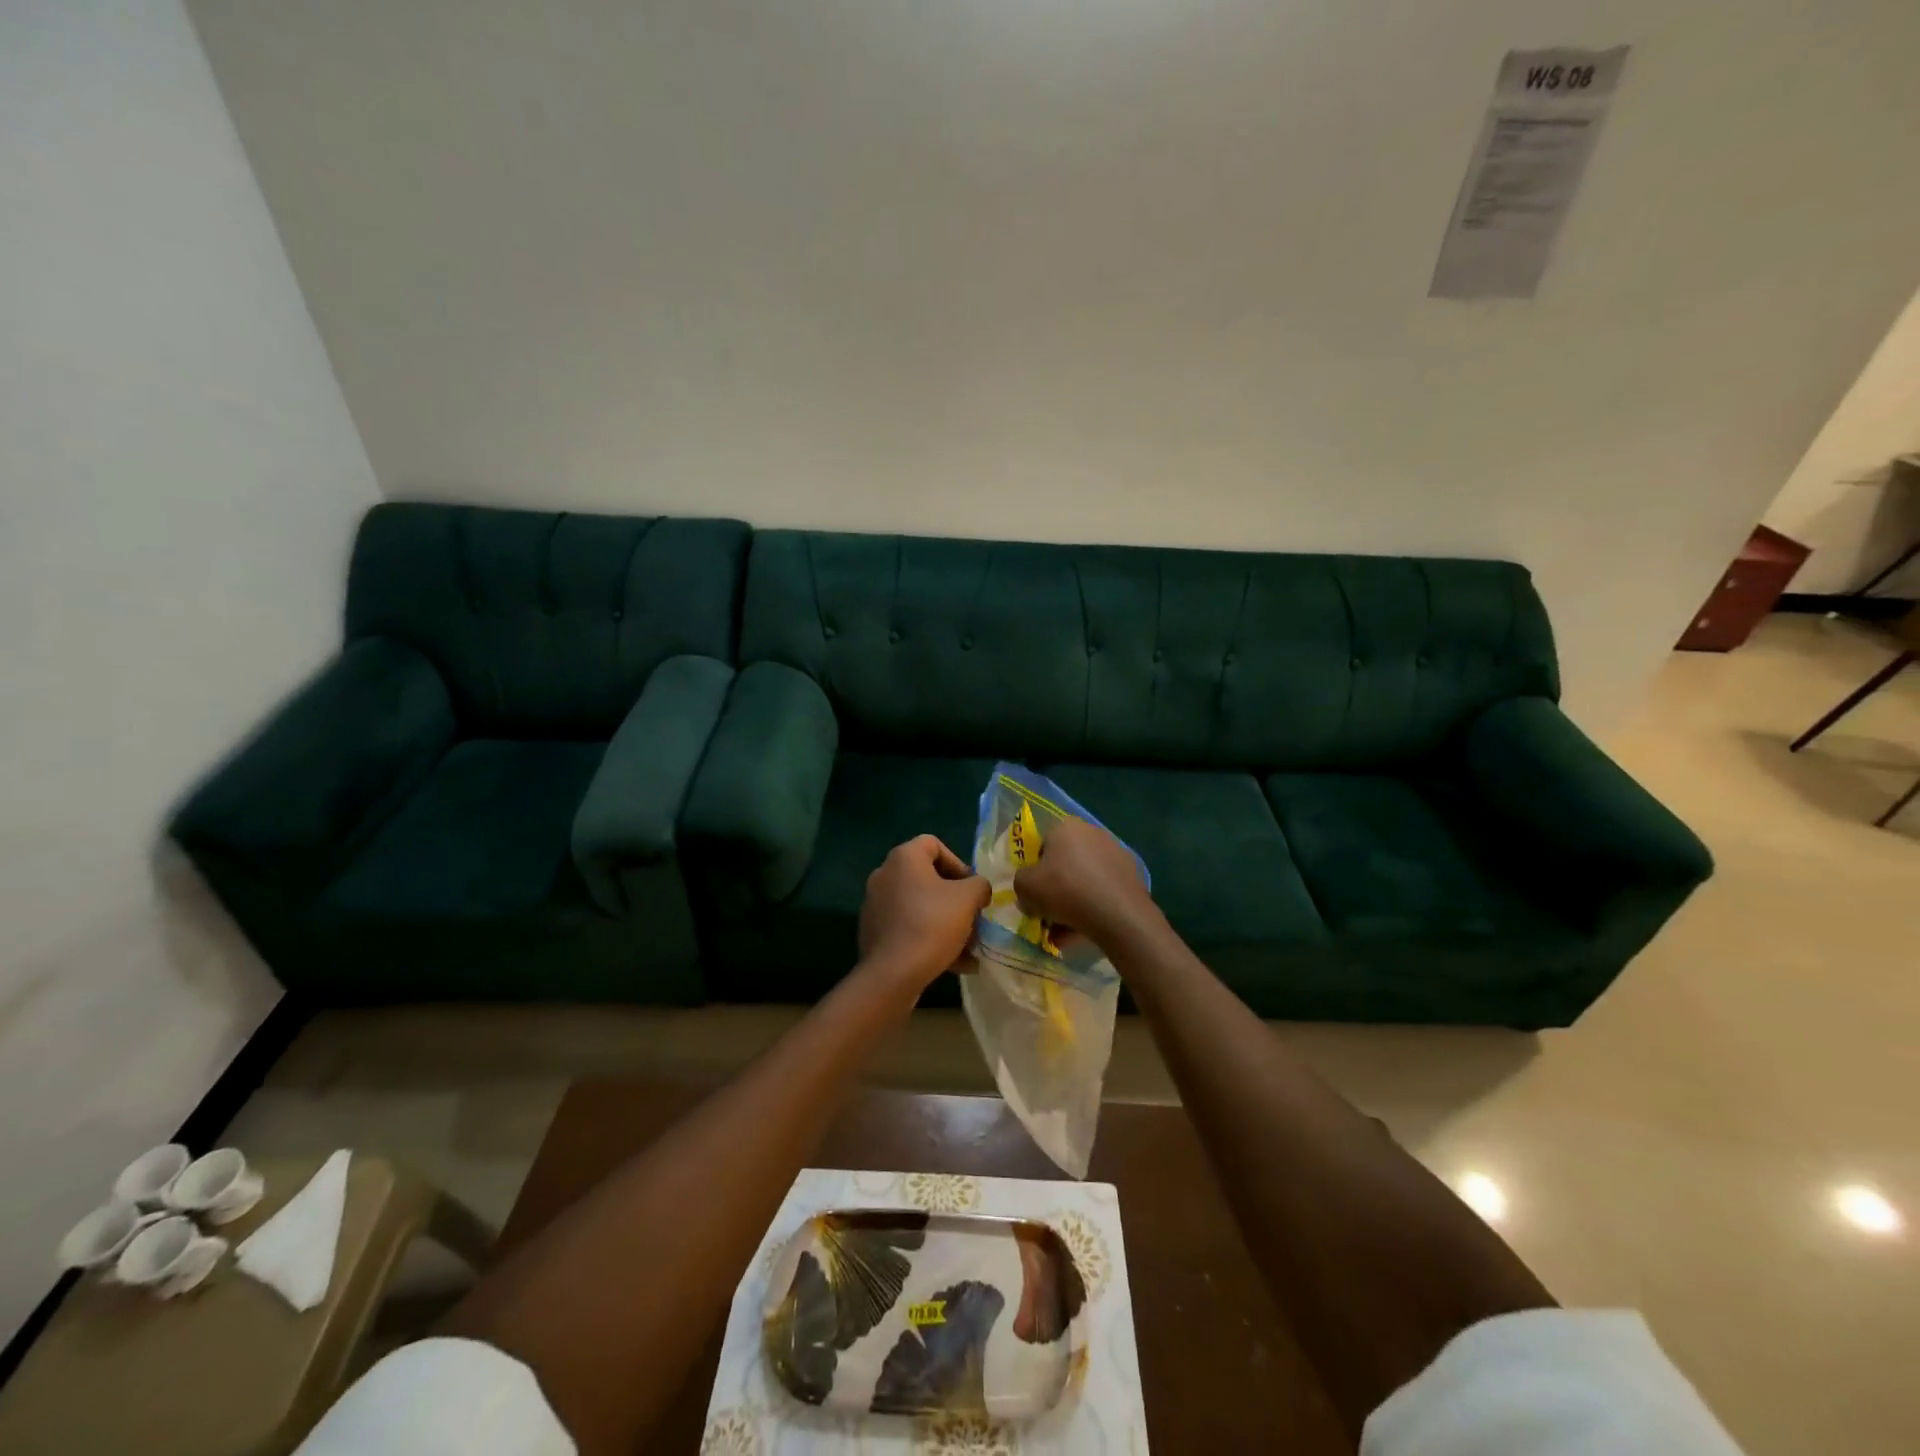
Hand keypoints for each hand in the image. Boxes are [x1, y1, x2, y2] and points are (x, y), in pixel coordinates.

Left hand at [859, 835, 991, 987]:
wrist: (892, 973)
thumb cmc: (932, 924)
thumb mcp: (968, 899)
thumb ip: (979, 885)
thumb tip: (978, 889)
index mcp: (903, 858)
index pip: (933, 844)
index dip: (958, 863)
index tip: (971, 888)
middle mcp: (884, 875)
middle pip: (928, 878)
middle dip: (954, 898)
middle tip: (972, 917)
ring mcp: (876, 904)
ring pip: (920, 906)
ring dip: (946, 922)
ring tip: (968, 947)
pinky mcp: (873, 931)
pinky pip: (908, 927)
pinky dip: (929, 938)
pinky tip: (953, 963)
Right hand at [1013, 817, 1157, 947]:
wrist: (1117, 913)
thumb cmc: (1065, 890)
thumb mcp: (1025, 887)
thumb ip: (1020, 883)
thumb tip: (1029, 891)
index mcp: (1066, 827)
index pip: (1042, 845)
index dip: (1036, 870)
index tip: (1035, 892)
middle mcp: (1092, 833)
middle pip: (1065, 863)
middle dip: (1055, 888)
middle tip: (1048, 913)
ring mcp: (1116, 854)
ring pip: (1084, 880)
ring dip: (1073, 902)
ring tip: (1065, 932)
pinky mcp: (1131, 875)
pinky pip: (1103, 891)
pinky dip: (1093, 908)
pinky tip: (1086, 931)